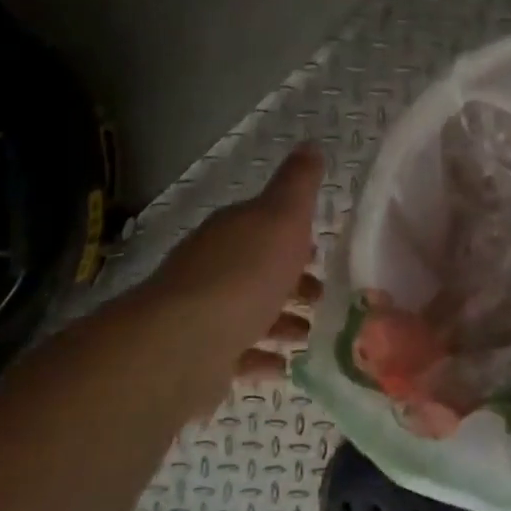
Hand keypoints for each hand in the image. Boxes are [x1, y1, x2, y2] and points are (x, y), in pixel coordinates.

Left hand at [133, 143, 324, 380]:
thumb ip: (298, 184)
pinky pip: (239, 353)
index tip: (322, 249)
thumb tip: (311, 144)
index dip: (294, 235)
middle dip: (292, 281)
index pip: (264, 224)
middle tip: (324, 297)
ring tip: (311, 334)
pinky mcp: (200, 356)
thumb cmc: (245, 274)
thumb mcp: (282, 217)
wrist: (186, 343)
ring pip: (250, 312)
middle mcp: (213, 267)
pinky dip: (263, 357)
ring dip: (282, 321)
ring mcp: (204, 313)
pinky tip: (285, 366)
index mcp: (233, 232)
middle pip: (258, 270)